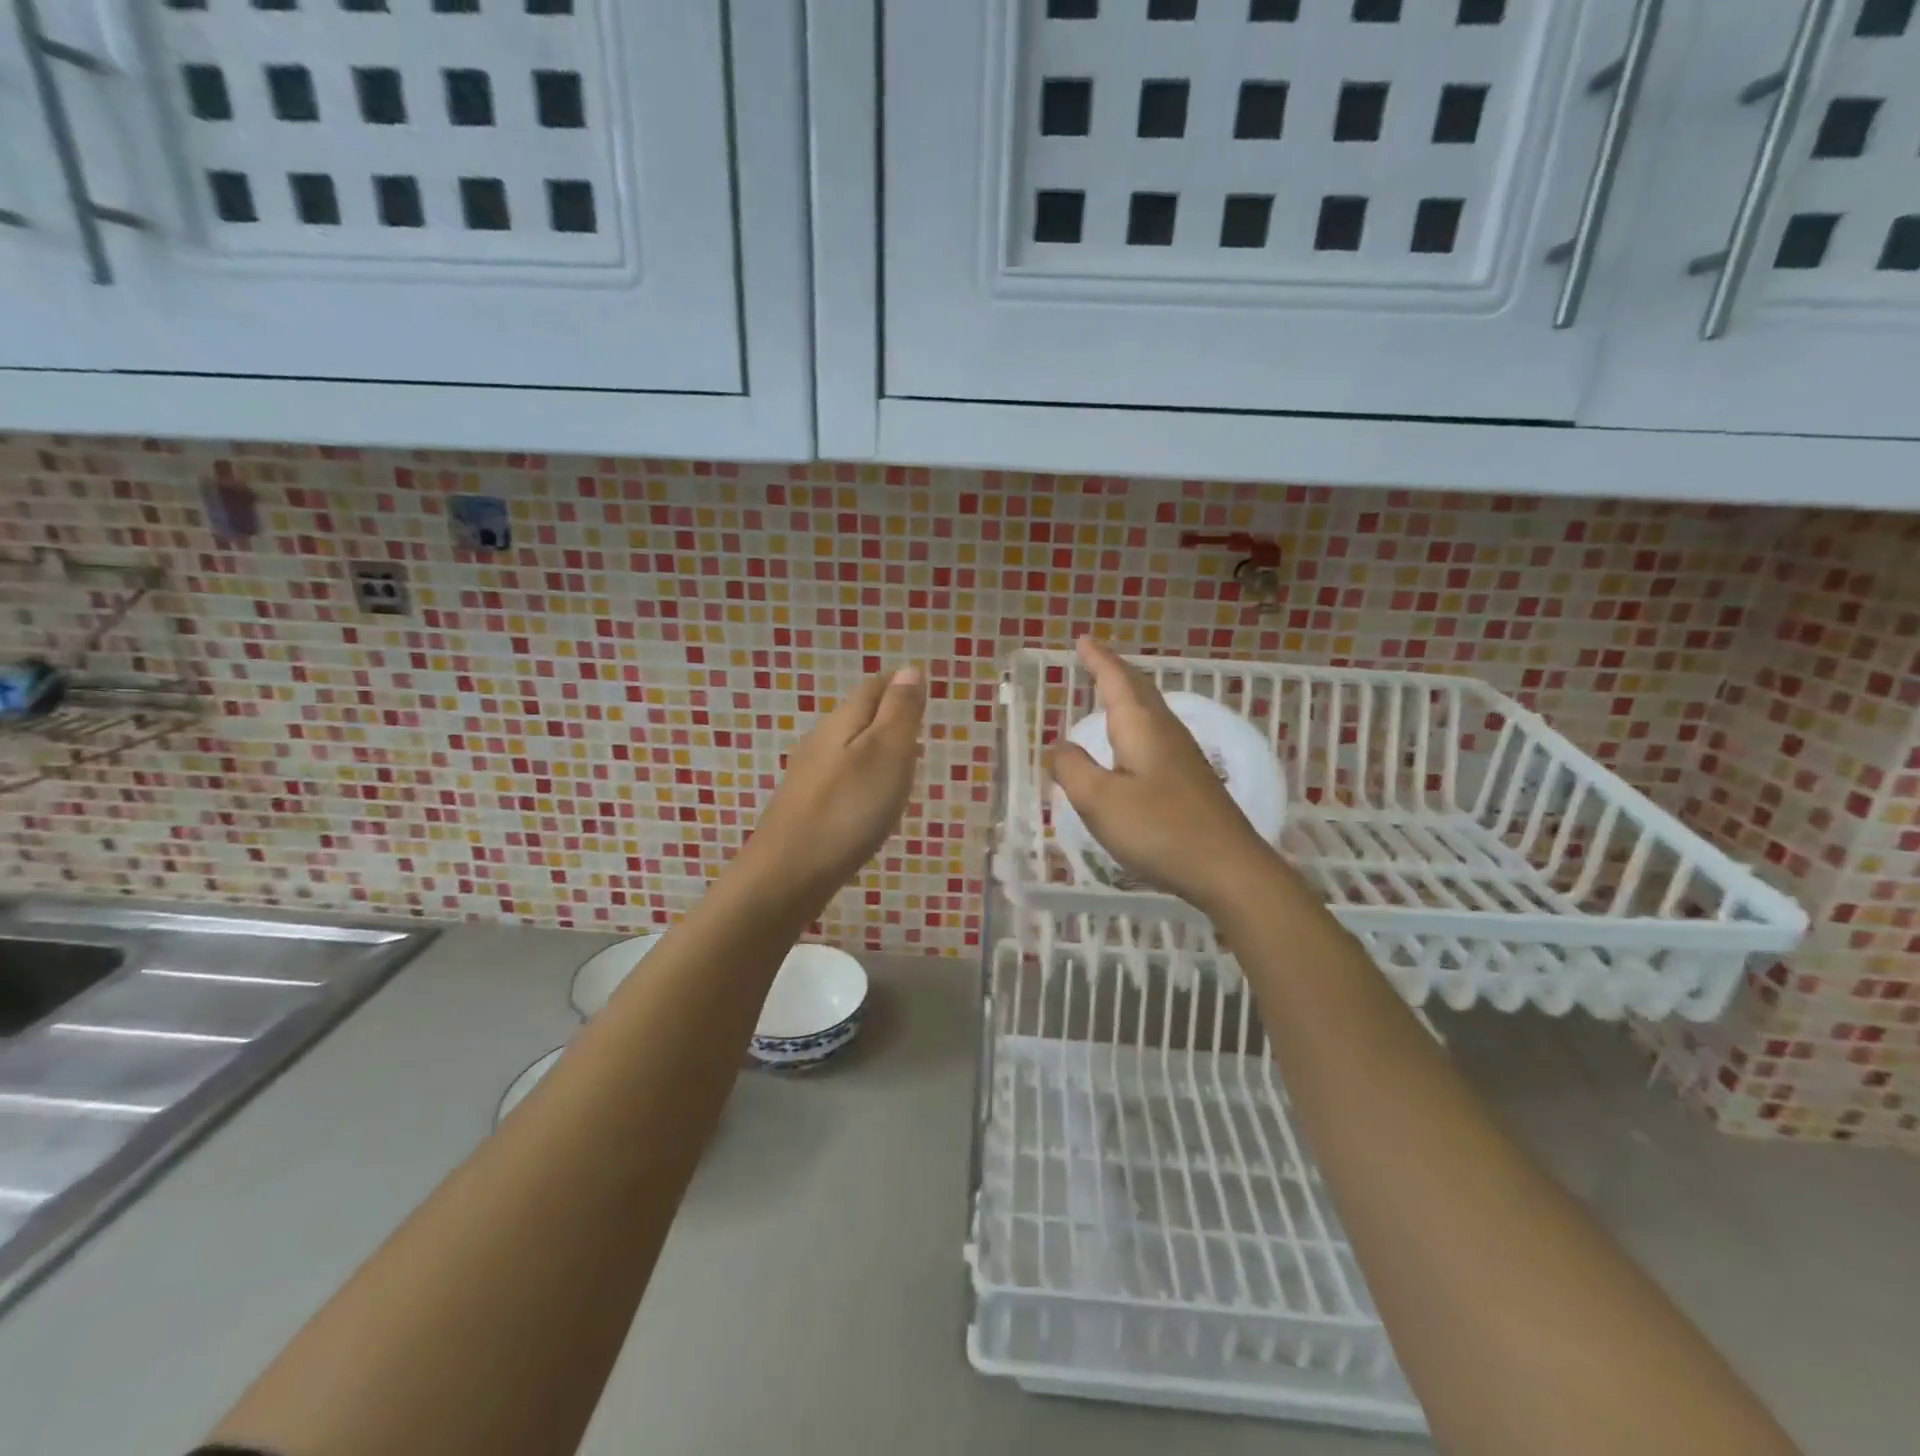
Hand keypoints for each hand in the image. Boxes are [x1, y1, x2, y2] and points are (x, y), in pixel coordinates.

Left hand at [742, 667, 925, 899]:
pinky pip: (843, 778)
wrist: (788, 874)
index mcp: (842, 722)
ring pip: (850, 748)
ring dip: (879, 747)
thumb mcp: (886, 753)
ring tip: (907, 761)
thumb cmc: (847, 809)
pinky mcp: (807, 808)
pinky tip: (874, 799)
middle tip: (921, 723)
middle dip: (890, 714)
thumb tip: (911, 669)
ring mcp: (810, 776)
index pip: (874, 688)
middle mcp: (821, 742)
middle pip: (859, 716)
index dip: (900, 684)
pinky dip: (866, 777)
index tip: (925, 688)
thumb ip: (900, 711)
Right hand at [1050, 637, 1280, 916]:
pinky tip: (1133, 744)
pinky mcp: (1191, 779)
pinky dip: (1136, 723)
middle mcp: (1165, 731)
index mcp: (1141, 727)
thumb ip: (1073, 769)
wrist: (1228, 868)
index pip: (1116, 680)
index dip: (1098, 660)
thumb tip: (1059, 747)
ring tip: (1109, 692)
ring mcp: (1183, 755)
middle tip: (1094, 658)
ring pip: (1151, 711)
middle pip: (1138, 689)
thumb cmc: (1159, 829)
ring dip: (1128, 695)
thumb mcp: (1100, 801)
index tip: (1083, 640)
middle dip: (1114, 671)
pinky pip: (1156, 734)